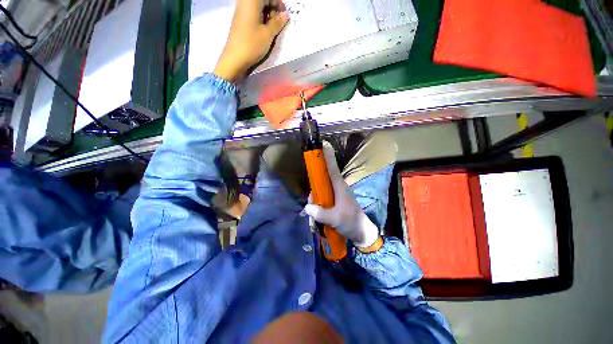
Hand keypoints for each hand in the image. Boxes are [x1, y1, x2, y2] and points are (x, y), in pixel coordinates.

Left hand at [214, 0, 288, 82]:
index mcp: (252, 1)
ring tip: (272, 27)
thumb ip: (277, 22)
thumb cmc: (252, 44)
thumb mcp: (268, 34)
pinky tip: (264, 30)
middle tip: (278, 22)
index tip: (283, 14)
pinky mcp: (240, 20)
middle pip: (262, 0)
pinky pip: (252, 13)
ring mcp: (241, 11)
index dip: (277, 2)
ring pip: (257, 7)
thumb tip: (285, 15)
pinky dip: (261, 18)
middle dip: (272, 7)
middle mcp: (245, 2)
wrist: (235, 58)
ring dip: (267, 14)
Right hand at [303, 142, 381, 248]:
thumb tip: (307, 207)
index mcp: (339, 186)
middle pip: (320, 182)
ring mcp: (335, 196)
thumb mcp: (335, 219)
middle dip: (313, 195)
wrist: (361, 233)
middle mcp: (336, 188)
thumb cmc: (351, 222)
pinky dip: (317, 211)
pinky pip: (321, 202)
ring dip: (315, 207)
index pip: (332, 168)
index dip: (328, 156)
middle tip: (312, 208)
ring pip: (319, 194)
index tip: (324, 144)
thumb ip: (320, 213)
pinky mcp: (333, 203)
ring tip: (315, 222)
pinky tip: (316, 223)